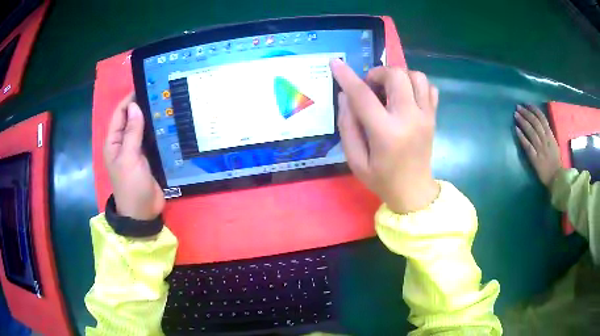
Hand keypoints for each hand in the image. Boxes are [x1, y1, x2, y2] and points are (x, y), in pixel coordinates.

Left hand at [104, 93, 164, 219]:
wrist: (143, 213)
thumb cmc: (131, 185)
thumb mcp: (129, 157)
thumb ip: (132, 132)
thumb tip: (134, 106)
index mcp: (114, 142)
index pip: (120, 114)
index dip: (130, 99)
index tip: (146, 86)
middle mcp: (124, 143)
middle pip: (132, 119)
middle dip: (143, 106)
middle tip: (161, 93)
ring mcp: (136, 150)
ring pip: (143, 128)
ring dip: (152, 118)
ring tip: (168, 104)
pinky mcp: (148, 157)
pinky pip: (152, 139)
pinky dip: (158, 131)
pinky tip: (169, 123)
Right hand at [330, 59, 439, 213]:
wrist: (414, 191)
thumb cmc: (381, 178)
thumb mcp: (355, 159)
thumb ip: (347, 126)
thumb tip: (346, 95)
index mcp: (386, 132)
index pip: (363, 95)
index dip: (347, 76)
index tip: (335, 63)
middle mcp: (409, 118)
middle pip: (396, 75)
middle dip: (377, 74)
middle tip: (370, 88)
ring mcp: (425, 116)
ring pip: (416, 76)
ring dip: (398, 76)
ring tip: (389, 90)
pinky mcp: (433, 117)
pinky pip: (429, 87)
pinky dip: (415, 84)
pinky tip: (406, 96)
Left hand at [515, 104, 561, 187]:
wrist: (557, 179)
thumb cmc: (556, 162)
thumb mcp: (554, 145)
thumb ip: (548, 135)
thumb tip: (541, 125)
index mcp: (551, 136)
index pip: (542, 119)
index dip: (534, 110)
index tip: (527, 104)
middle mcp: (545, 140)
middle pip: (535, 122)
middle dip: (526, 113)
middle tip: (518, 107)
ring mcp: (540, 149)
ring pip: (531, 131)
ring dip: (523, 121)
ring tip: (516, 114)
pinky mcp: (535, 158)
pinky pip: (528, 145)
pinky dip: (522, 137)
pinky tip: (516, 129)